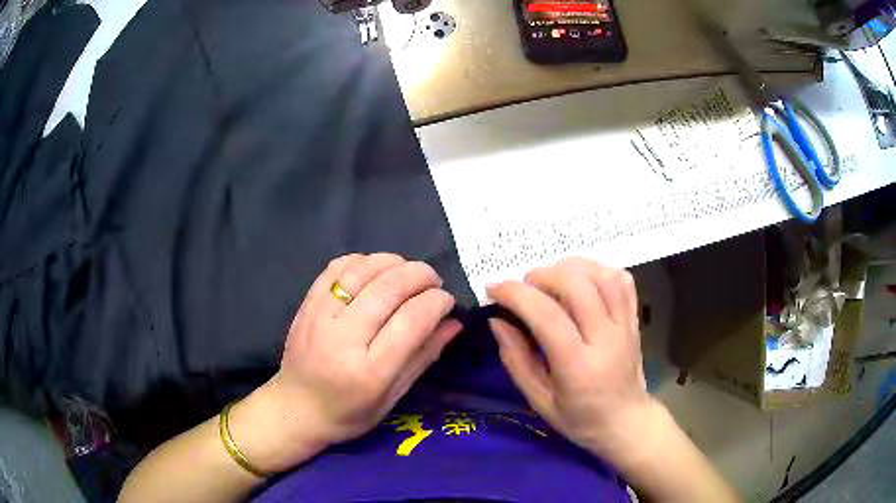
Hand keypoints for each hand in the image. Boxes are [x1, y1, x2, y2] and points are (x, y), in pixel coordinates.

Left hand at [232, 253, 461, 471]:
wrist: (295, 408)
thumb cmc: (349, 413)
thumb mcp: (393, 397)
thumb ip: (424, 357)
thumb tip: (454, 322)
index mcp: (370, 371)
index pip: (412, 320)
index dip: (437, 301)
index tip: (447, 300)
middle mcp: (344, 338)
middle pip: (390, 288)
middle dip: (421, 275)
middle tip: (434, 281)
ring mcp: (321, 316)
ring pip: (363, 270)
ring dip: (394, 262)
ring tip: (408, 271)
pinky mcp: (307, 304)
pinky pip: (337, 267)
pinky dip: (363, 260)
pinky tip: (376, 269)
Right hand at [488, 257, 650, 457]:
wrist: (626, 422)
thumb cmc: (579, 418)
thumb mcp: (539, 400)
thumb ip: (516, 360)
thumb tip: (497, 321)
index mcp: (578, 367)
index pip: (547, 316)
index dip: (516, 295)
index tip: (493, 289)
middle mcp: (606, 339)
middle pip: (577, 285)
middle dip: (541, 276)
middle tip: (524, 288)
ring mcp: (626, 325)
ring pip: (601, 275)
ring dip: (569, 267)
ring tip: (550, 280)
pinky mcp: (634, 319)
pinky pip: (621, 280)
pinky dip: (597, 270)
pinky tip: (580, 280)